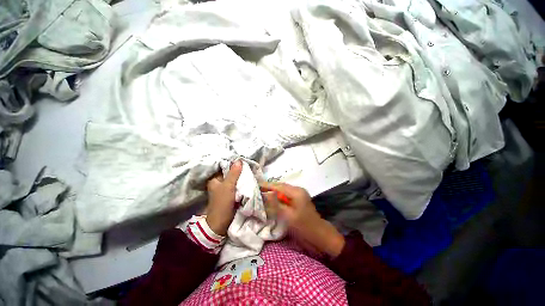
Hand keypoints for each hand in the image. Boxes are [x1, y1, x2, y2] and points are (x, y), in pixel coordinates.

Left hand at [205, 160, 242, 235]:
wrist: (221, 223)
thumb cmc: (222, 203)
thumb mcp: (228, 186)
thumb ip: (234, 174)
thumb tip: (239, 160)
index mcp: (215, 179)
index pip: (224, 167)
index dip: (233, 163)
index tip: (242, 160)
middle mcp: (219, 182)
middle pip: (230, 173)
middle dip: (238, 170)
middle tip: (248, 165)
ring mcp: (225, 188)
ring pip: (234, 179)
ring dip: (241, 176)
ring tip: (249, 170)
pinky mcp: (230, 193)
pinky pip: (237, 185)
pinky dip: (241, 182)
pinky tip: (248, 179)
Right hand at [260, 182, 344, 257]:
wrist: (319, 235)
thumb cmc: (304, 226)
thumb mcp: (288, 216)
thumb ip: (276, 204)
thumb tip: (265, 193)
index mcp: (296, 192)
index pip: (278, 186)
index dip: (267, 185)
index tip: (256, 184)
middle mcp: (298, 190)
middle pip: (281, 186)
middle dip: (269, 188)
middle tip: (257, 189)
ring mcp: (299, 194)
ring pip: (283, 190)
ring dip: (273, 192)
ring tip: (262, 193)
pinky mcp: (299, 199)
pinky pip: (286, 195)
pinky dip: (278, 196)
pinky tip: (272, 199)